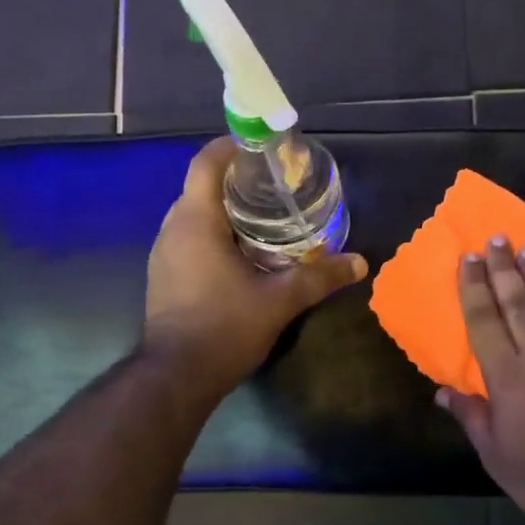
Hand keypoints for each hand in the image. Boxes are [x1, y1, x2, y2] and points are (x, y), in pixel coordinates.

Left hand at [143, 137, 366, 394]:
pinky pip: (189, 239)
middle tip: (275, 185)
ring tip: (264, 216)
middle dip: (235, 180)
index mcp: (195, 222)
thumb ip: (319, 277)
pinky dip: (215, 233)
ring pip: (194, 215)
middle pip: (200, 187)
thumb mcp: (280, 300)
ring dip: (224, 209)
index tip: (260, 146)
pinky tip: (244, 252)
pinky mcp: (164, 277)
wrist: (176, 377)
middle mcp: (172, 230)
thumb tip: (361, 262)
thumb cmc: (225, 328)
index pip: (205, 164)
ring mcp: (164, 255)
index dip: (230, 147)